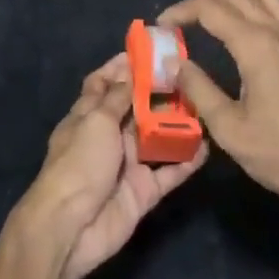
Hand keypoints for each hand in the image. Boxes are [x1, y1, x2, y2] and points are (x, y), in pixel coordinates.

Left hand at [10, 57, 206, 278]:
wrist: (71, 227)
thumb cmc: (79, 163)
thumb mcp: (96, 121)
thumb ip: (118, 98)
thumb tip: (130, 72)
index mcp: (88, 116)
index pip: (103, 84)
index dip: (120, 67)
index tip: (146, 51)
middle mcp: (108, 136)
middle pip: (135, 108)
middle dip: (157, 92)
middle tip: (187, 74)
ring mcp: (127, 164)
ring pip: (156, 138)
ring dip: (176, 123)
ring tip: (203, 103)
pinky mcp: (144, 191)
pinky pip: (170, 172)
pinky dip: (187, 160)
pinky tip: (207, 145)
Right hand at [162, 0, 278, 217]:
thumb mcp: (230, 130)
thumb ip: (199, 90)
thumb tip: (176, 63)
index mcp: (255, 45)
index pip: (209, 8)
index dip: (181, 11)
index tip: (162, 26)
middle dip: (205, 1)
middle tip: (185, 23)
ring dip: (243, 2)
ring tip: (224, 24)